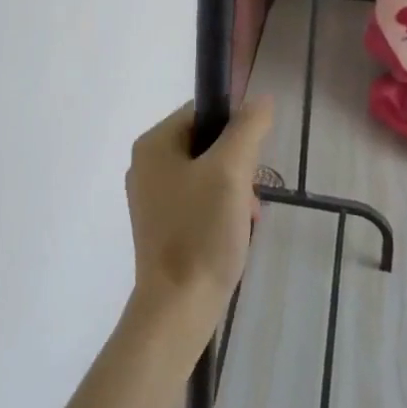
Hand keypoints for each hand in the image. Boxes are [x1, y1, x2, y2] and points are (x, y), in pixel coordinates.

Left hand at [125, 99, 273, 345]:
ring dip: (233, 193)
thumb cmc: (201, 232)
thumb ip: (247, 129)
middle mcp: (146, 165)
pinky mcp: (161, 226)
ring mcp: (152, 198)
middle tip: (249, 199)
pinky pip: (198, 202)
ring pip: (207, 175)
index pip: (202, 112)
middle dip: (237, 169)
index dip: (234, 130)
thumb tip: (261, 99)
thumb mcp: (231, 171)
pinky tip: (234, 237)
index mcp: (153, 144)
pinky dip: (220, 213)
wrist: (178, 308)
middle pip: (206, 145)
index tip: (251, 163)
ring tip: (245, 222)